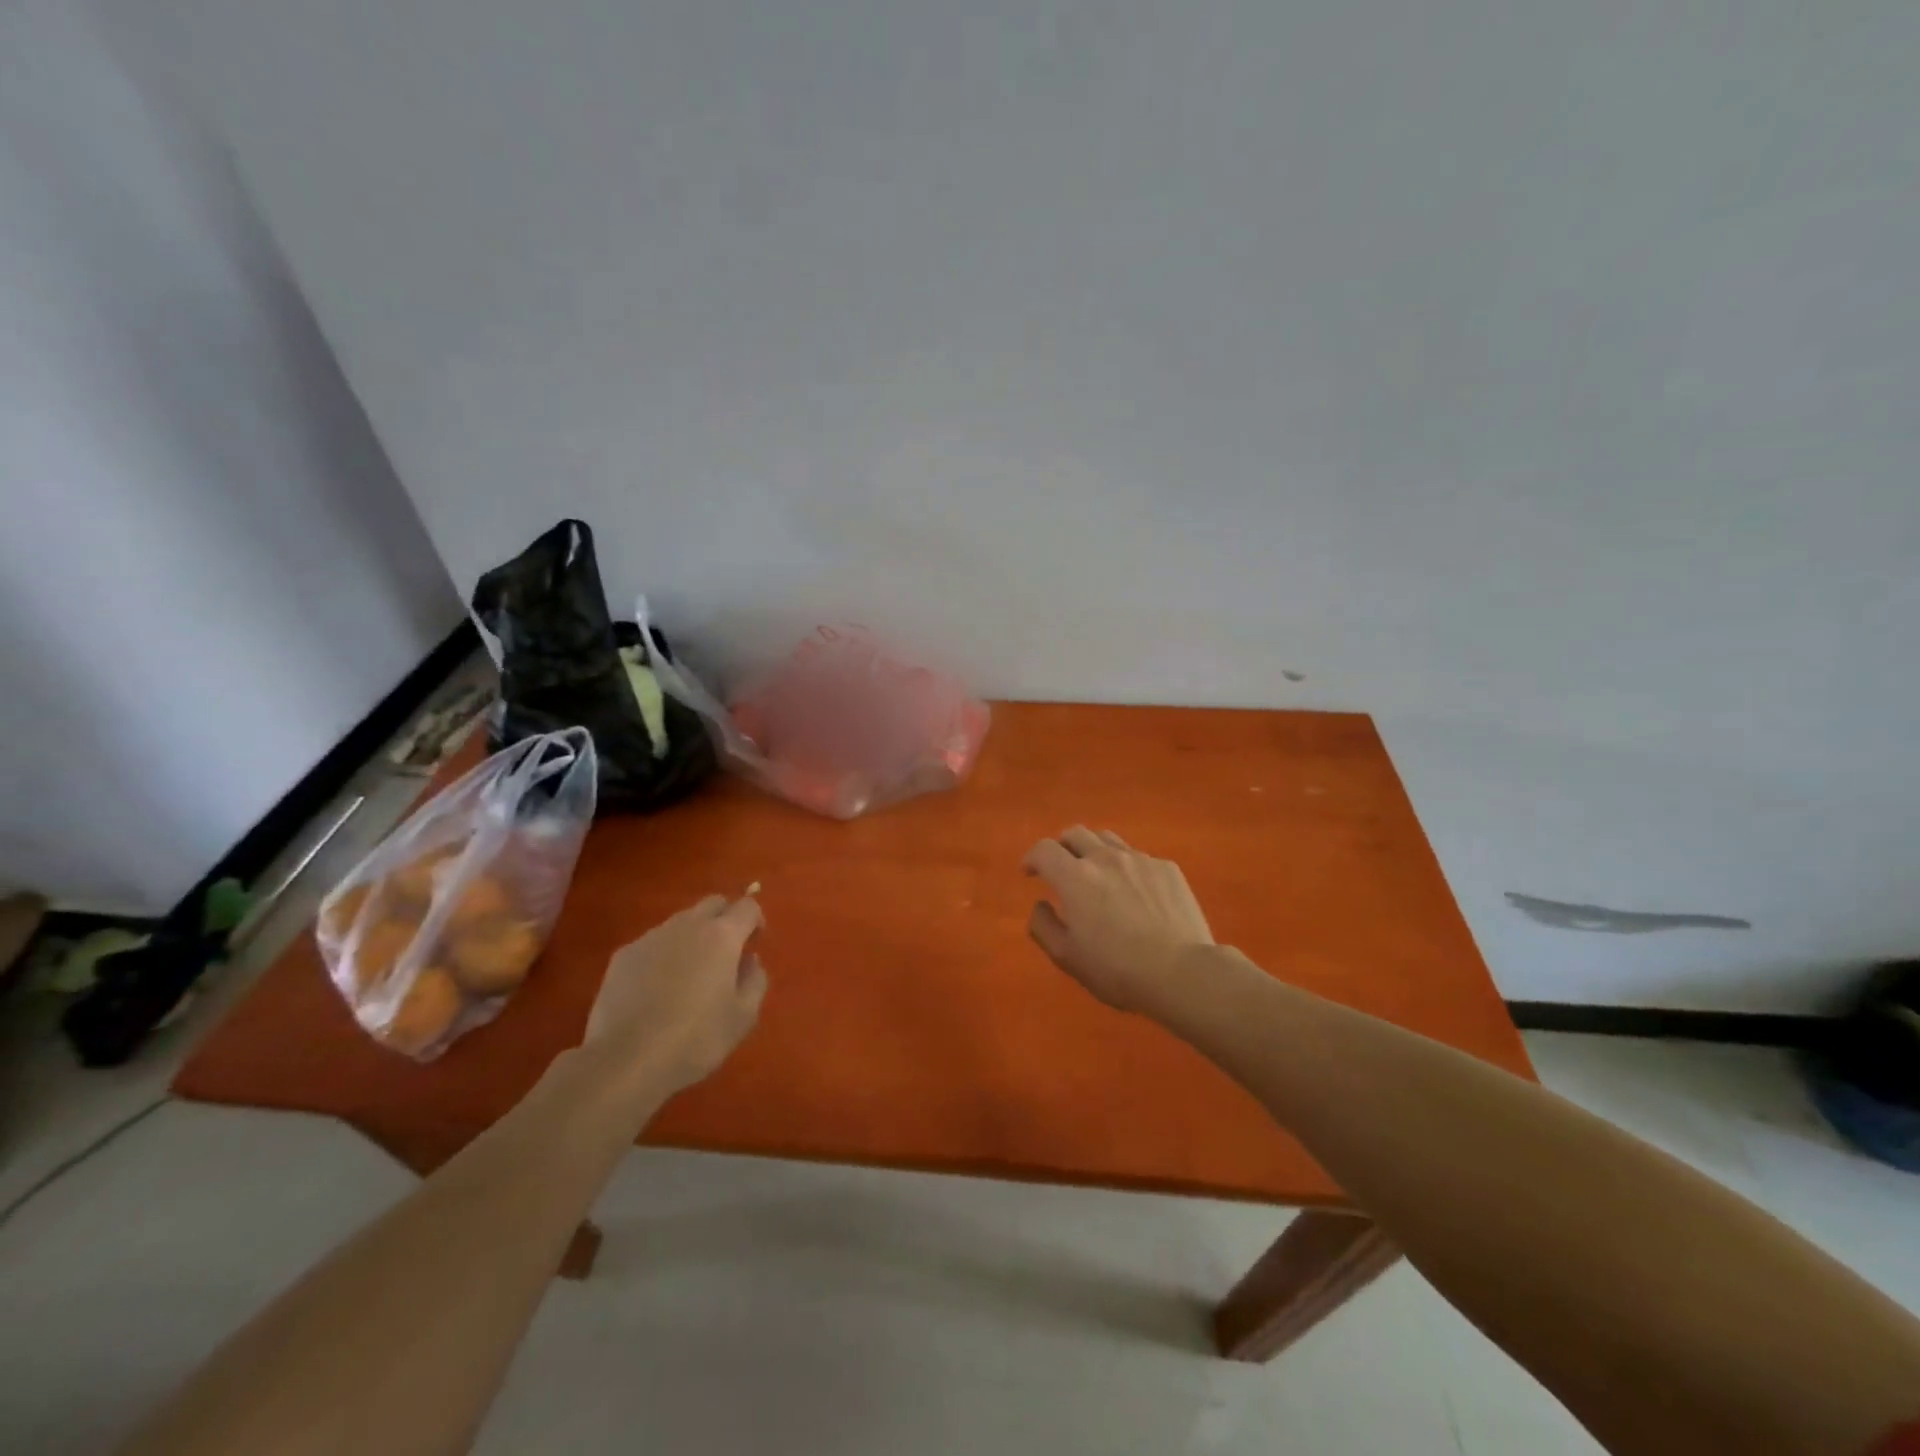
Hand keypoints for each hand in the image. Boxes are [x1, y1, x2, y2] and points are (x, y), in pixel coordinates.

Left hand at [581, 895, 767, 1107]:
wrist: (626, 1061)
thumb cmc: (696, 1039)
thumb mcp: (743, 1017)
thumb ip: (755, 980)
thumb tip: (749, 960)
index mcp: (722, 936)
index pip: (747, 906)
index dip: (756, 921)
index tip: (754, 944)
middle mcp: (687, 925)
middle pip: (713, 903)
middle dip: (725, 919)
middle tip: (725, 953)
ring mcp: (651, 937)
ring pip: (681, 922)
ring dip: (692, 937)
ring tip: (689, 975)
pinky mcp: (623, 956)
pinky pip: (653, 943)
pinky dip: (663, 955)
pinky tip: (656, 990)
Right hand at [1024, 828, 1213, 1014]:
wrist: (1182, 972)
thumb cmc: (1117, 969)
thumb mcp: (1067, 957)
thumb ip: (1044, 926)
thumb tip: (1040, 904)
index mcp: (1075, 877)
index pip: (1044, 849)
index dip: (1032, 857)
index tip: (1030, 872)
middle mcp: (1105, 858)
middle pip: (1076, 833)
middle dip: (1062, 846)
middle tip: (1062, 868)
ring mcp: (1139, 859)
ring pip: (1108, 839)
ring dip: (1094, 850)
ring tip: (1098, 873)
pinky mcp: (1167, 868)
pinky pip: (1139, 857)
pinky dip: (1127, 867)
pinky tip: (1135, 892)